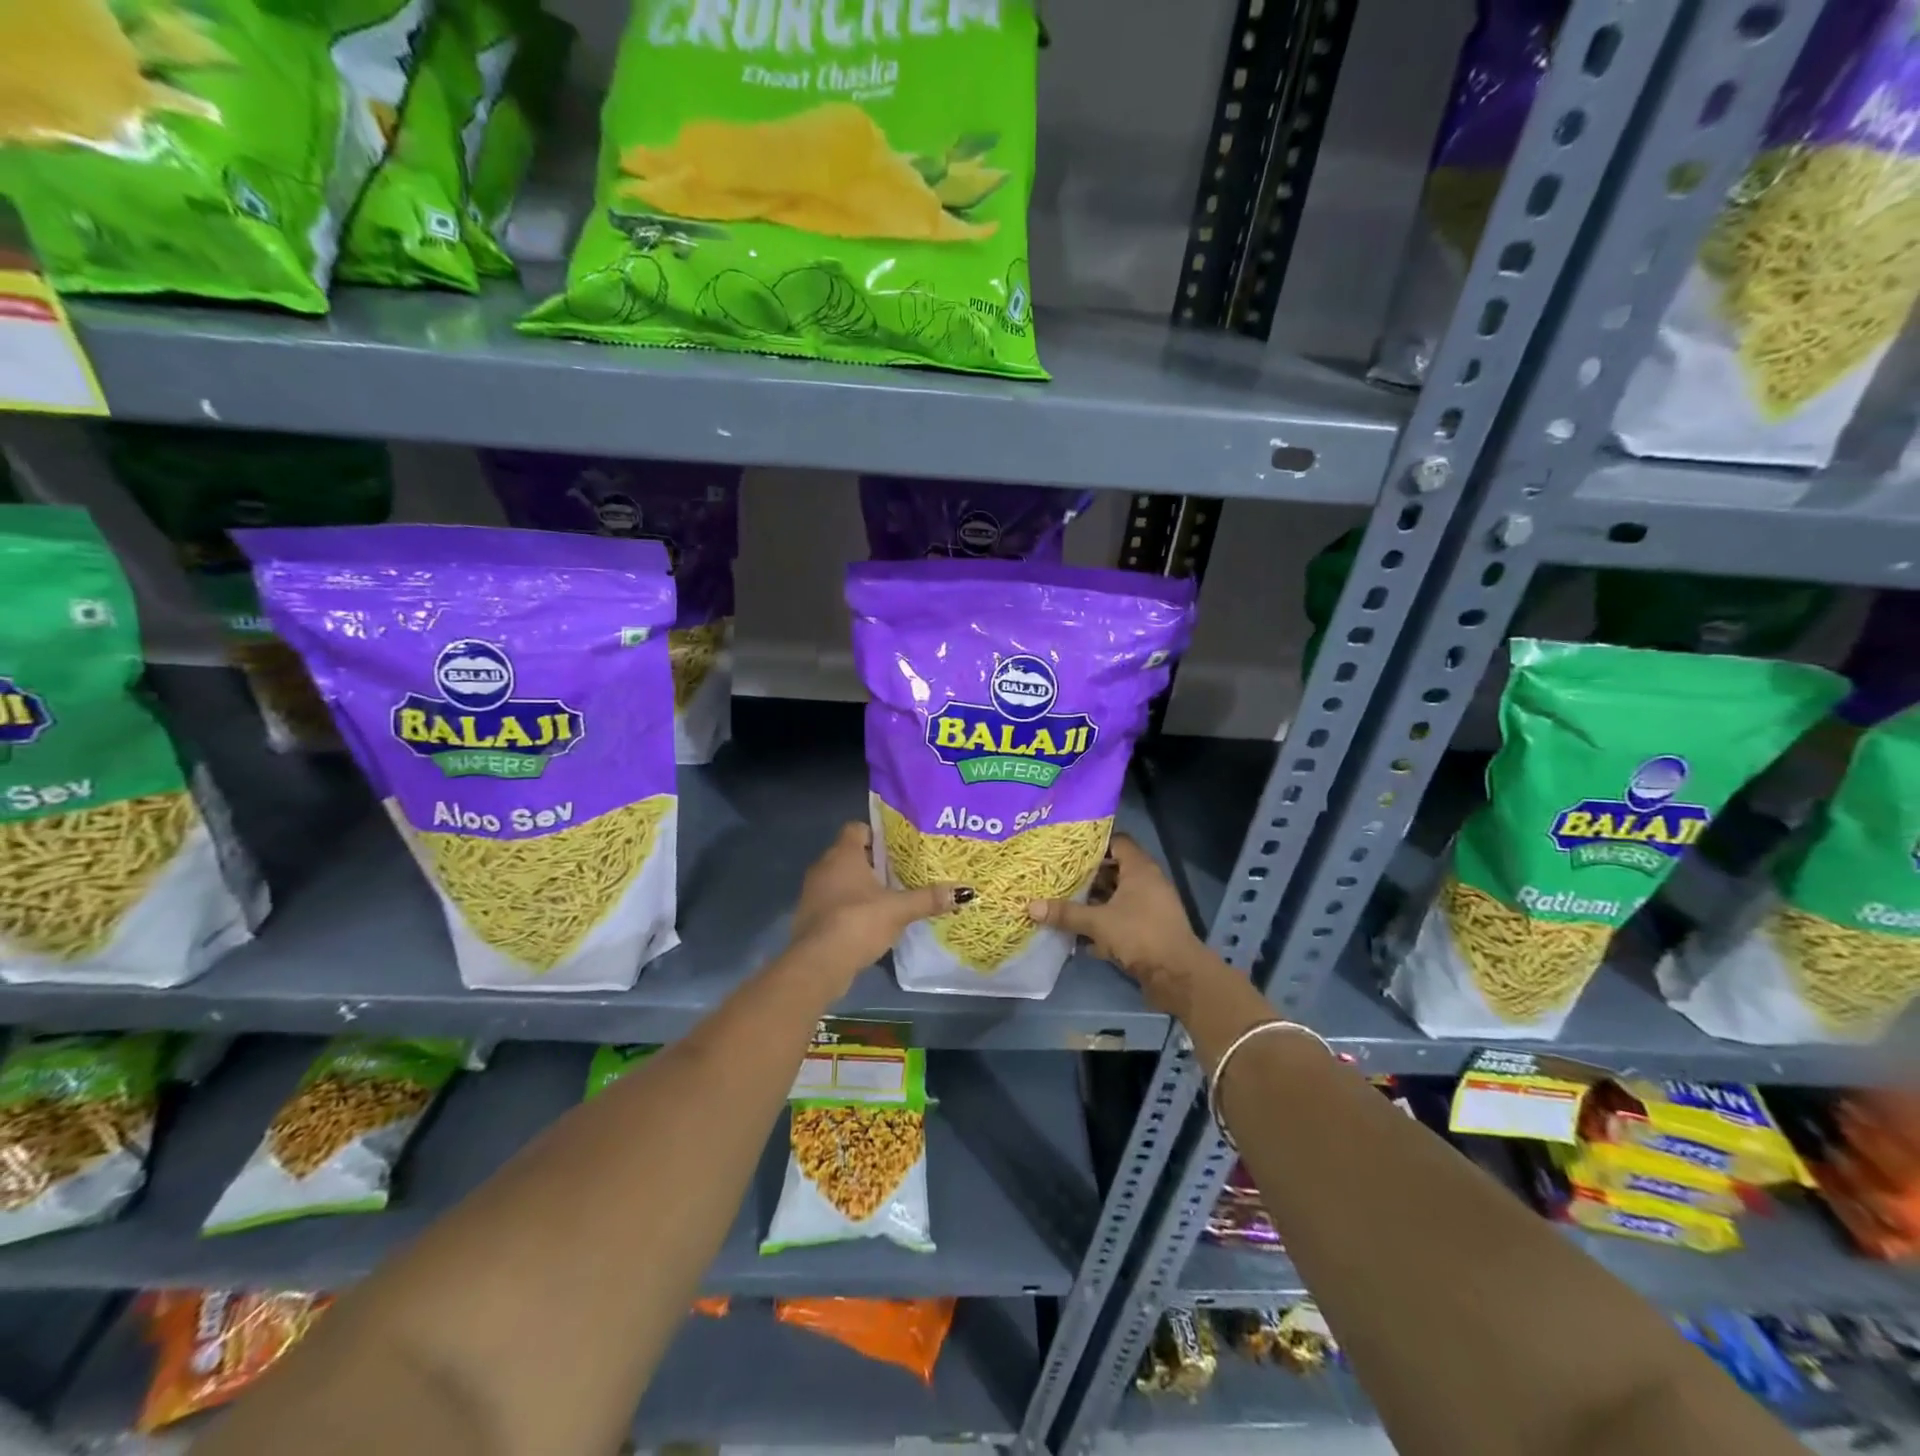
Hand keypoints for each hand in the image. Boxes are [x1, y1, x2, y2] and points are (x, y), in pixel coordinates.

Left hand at [788, 822, 970, 990]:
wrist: (818, 963)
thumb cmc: (858, 922)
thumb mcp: (899, 909)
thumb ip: (929, 898)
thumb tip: (965, 890)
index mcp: (843, 854)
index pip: (857, 828)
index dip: (877, 835)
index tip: (898, 848)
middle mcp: (823, 866)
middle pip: (851, 854)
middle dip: (874, 863)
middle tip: (902, 873)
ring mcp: (813, 892)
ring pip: (841, 880)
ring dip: (861, 887)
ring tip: (890, 898)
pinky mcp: (809, 917)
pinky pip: (834, 902)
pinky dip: (850, 907)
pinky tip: (870, 922)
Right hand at [1027, 835, 1211, 1012]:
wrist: (1178, 976)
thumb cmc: (1140, 935)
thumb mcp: (1098, 922)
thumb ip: (1066, 913)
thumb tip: (1031, 906)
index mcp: (1140, 869)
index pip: (1117, 841)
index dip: (1094, 842)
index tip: (1068, 847)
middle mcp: (1147, 883)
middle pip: (1114, 870)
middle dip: (1088, 875)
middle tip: (1059, 874)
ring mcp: (1150, 908)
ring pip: (1117, 897)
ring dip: (1094, 901)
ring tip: (1064, 901)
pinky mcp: (1148, 930)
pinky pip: (1122, 919)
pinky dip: (1103, 924)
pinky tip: (1079, 935)